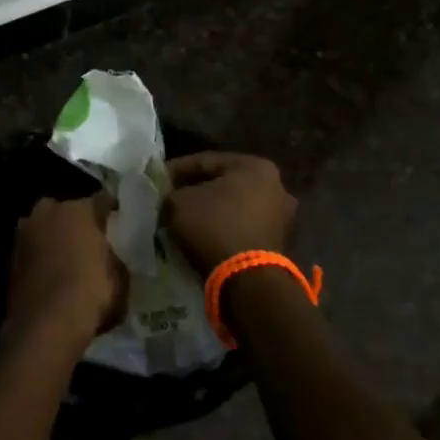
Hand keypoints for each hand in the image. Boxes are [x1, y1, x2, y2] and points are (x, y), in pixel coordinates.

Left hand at [8, 195, 127, 349]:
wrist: (46, 323)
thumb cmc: (91, 293)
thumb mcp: (120, 278)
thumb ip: (114, 258)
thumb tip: (110, 257)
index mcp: (80, 210)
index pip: (101, 200)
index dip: (111, 209)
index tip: (117, 218)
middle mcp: (49, 211)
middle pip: (66, 210)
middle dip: (75, 221)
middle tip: (86, 240)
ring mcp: (25, 231)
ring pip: (44, 227)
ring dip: (52, 237)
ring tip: (64, 257)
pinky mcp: (10, 255)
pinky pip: (32, 249)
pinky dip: (39, 257)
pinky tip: (47, 273)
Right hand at [164, 152, 296, 275]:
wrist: (247, 279)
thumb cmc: (213, 226)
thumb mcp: (179, 202)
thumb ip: (173, 193)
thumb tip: (172, 198)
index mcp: (255, 166)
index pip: (206, 160)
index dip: (177, 169)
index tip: (158, 179)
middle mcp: (276, 186)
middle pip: (223, 183)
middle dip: (196, 190)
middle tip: (171, 197)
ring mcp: (281, 216)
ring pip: (234, 206)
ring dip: (210, 210)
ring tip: (184, 219)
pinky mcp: (278, 243)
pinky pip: (241, 227)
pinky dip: (222, 228)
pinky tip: (202, 235)